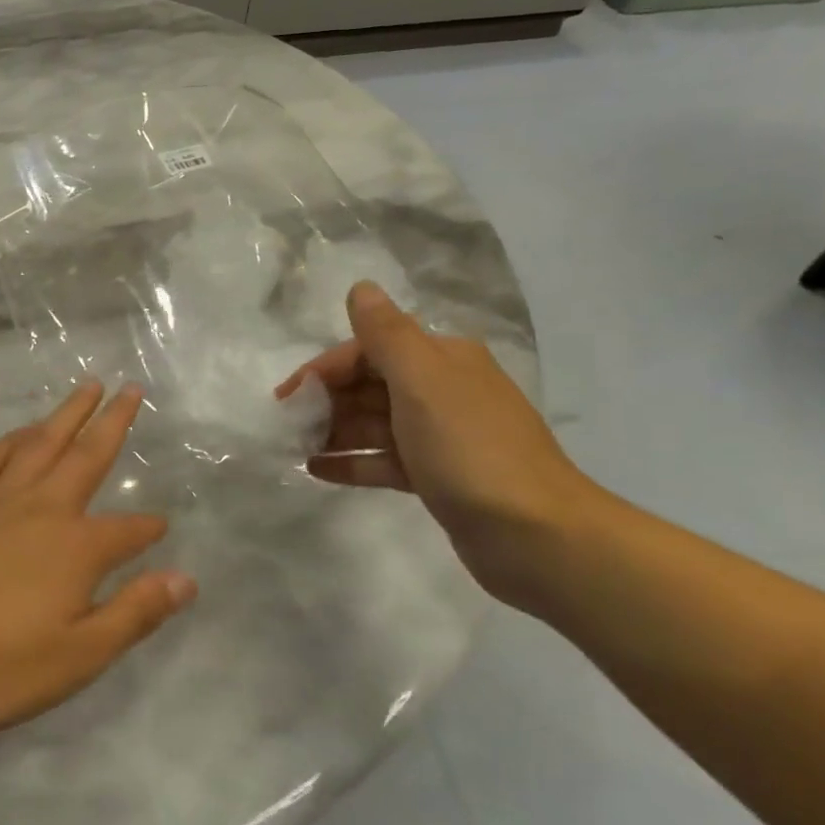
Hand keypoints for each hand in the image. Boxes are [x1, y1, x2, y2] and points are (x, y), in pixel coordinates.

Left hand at [0, 381, 194, 730]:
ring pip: (40, 443)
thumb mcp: (78, 656)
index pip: (127, 531)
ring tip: (86, 387)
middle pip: (87, 456)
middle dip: (113, 422)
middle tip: (131, 388)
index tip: (162, 524)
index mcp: (77, 548)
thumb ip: (134, 614)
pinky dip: (10, 438)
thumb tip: (185, 579)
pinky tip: (20, 432)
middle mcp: (43, 509)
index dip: (148, 529)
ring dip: (66, 413)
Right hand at [274, 282, 596, 604]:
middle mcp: (442, 390)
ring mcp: (441, 436)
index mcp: (442, 360)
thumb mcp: (422, 383)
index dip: (324, 369)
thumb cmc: (470, 450)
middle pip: (369, 385)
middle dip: (325, 401)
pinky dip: (351, 462)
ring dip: (332, 431)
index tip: (287, 397)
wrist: (538, 537)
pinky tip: (315, 470)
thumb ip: (386, 335)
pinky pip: (383, 460)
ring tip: (292, 449)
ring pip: (373, 424)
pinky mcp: (437, 477)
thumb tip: (361, 287)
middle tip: (286, 427)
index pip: (369, 350)